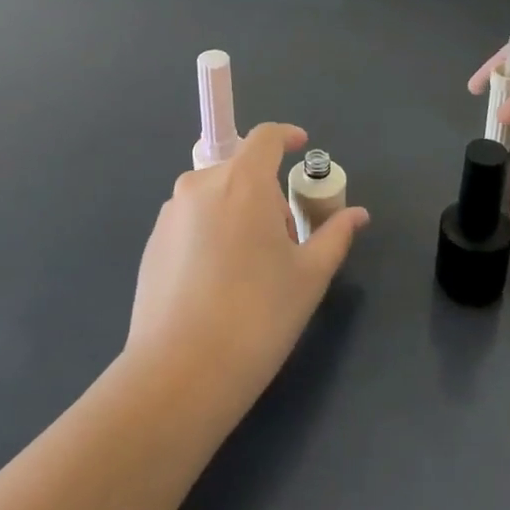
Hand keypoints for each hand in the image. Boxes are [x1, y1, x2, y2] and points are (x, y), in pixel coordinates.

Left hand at [127, 123, 368, 417]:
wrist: (180, 372)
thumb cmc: (257, 316)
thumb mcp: (308, 276)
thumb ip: (335, 235)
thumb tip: (357, 214)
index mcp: (242, 182)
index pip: (265, 137)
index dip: (286, 136)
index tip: (301, 148)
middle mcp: (201, 185)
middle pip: (241, 170)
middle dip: (266, 193)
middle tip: (284, 239)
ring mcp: (171, 213)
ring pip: (214, 196)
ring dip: (237, 212)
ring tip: (250, 267)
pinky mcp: (152, 242)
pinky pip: (191, 221)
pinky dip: (210, 233)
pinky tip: (217, 283)